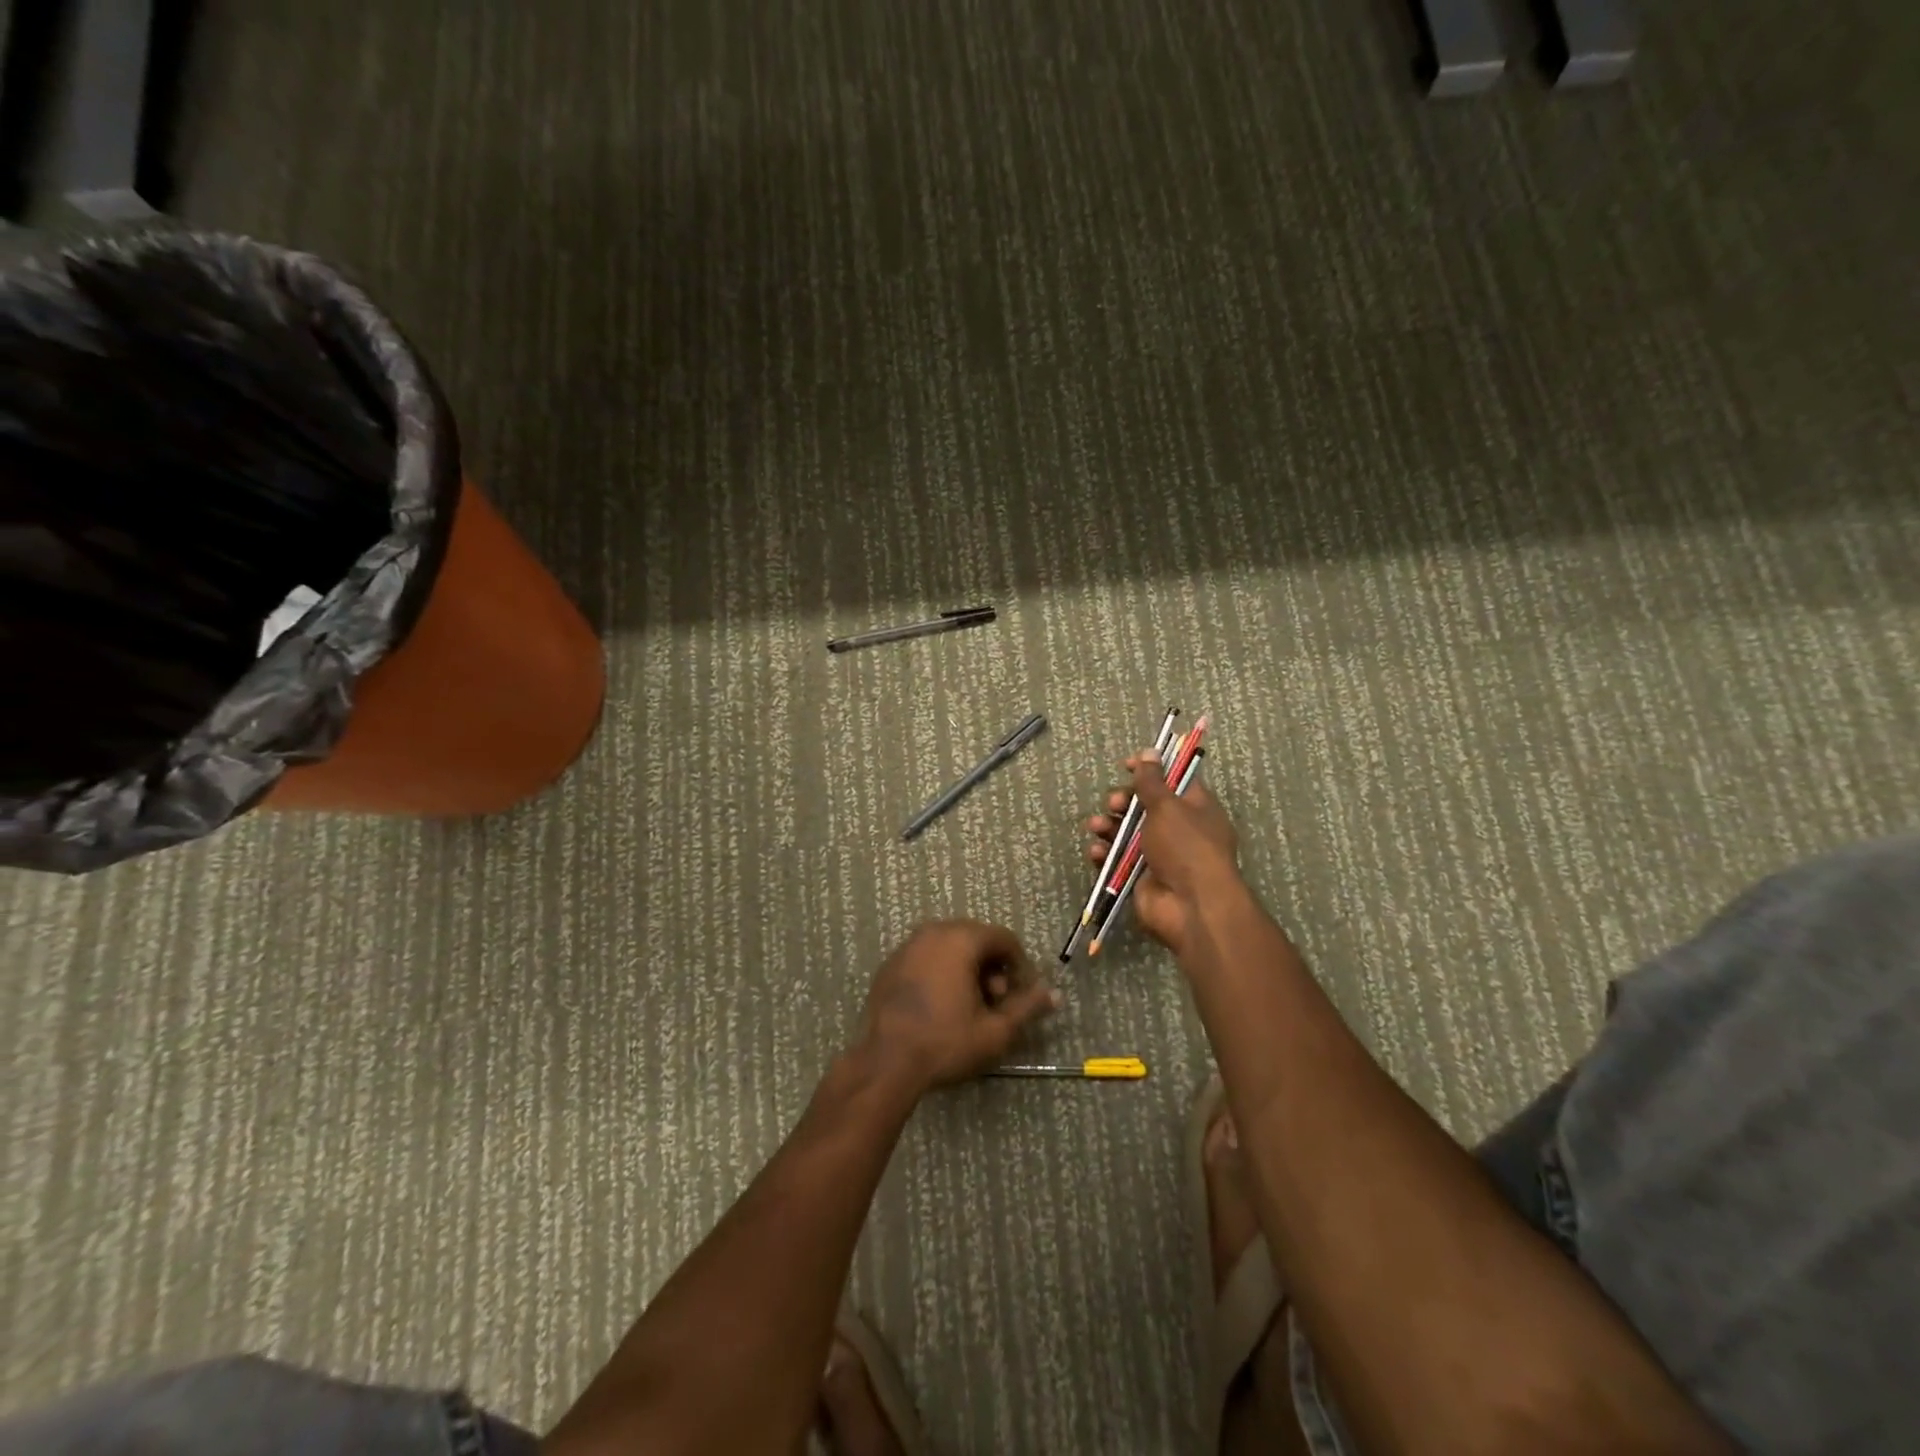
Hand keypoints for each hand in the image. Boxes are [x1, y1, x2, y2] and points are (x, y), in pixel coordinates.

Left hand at [859, 921, 1058, 1090]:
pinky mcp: (891, 964)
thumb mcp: (995, 1030)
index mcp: (960, 939)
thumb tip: (1054, 994)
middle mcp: (933, 932)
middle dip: (993, 967)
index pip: (1004, 938)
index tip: (1021, 996)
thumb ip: (1027, 1007)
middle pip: (977, 939)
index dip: (1020, 965)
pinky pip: (927, 957)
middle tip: (996, 1002)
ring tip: (970, 1006)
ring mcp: (908, 946)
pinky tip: (941, 1005)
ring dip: (968, 969)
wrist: (885, 1063)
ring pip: (950, 946)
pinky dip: (941, 971)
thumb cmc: (945, 1042)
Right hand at [1084, 752, 1242, 957]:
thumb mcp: (1168, 807)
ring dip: (1108, 826)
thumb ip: (1152, 781)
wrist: (1190, 906)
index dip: (1151, 771)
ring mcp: (1159, 855)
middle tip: (1114, 803)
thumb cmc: (1185, 847)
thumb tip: (1150, 751)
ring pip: (1126, 832)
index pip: (1172, 780)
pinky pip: (1117, 859)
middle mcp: (1178, 830)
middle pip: (1144, 806)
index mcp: (1195, 808)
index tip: (1128, 765)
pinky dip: (1105, 853)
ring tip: (1097, 827)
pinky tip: (1097, 852)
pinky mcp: (1140, 876)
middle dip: (1123, 801)